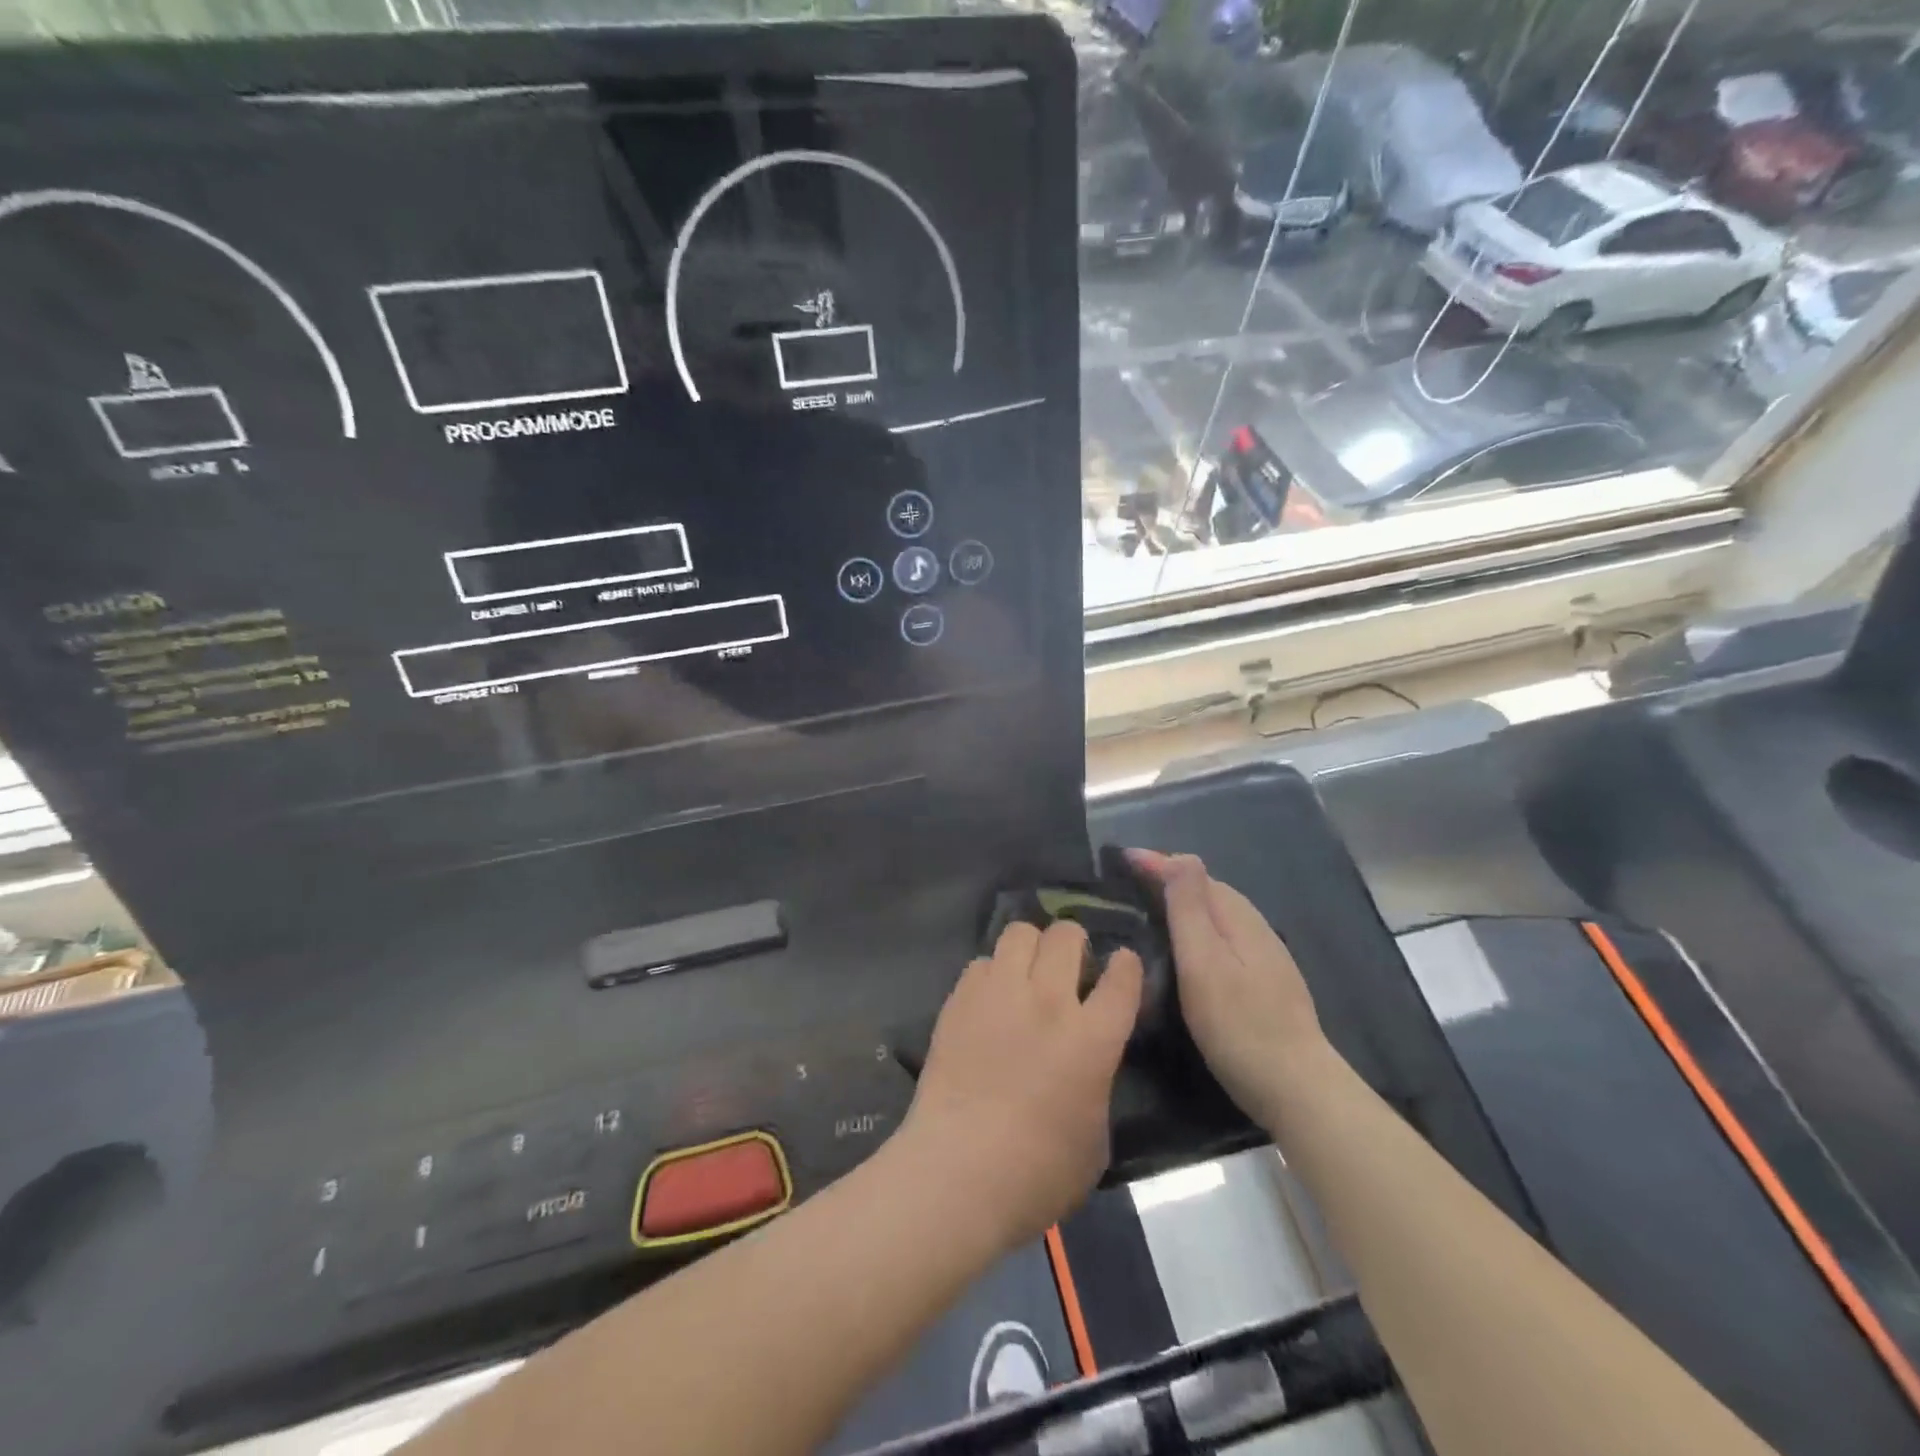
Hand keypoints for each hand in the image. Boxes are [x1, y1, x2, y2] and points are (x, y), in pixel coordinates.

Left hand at [899, 921, 1142, 1249]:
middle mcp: (1049, 1002)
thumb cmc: (1037, 1175)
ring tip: (1027, 971)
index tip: (1121, 966)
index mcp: (1092, 1039)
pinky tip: (989, 1000)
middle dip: (1074, 943)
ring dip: (1031, 947)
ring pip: (1021, 932)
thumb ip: (1097, 1086)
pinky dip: (992, 973)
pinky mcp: (960, 998)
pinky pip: (982, 961)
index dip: (1125, 966)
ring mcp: (1000, 993)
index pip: (1122, 978)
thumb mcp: (1095, 1140)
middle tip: (1068, 967)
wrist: (957, 1173)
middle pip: (1067, 936)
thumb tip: (1086, 1067)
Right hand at [1127, 850, 1328, 1119]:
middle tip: (1128, 879)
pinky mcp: (1264, 979)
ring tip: (1148, 906)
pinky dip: (1197, 926)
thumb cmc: (1239, 1024)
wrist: (1297, 1088)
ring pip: (1216, 912)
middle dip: (1168, 876)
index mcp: (1237, 916)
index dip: (1156, 863)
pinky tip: (1185, 946)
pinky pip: (1222, 934)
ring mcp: (1264, 953)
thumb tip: (1180, 855)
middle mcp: (1253, 925)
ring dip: (1183, 901)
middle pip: (1206, 889)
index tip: (1121, 858)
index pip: (1192, 874)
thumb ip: (1190, 908)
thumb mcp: (1204, 962)